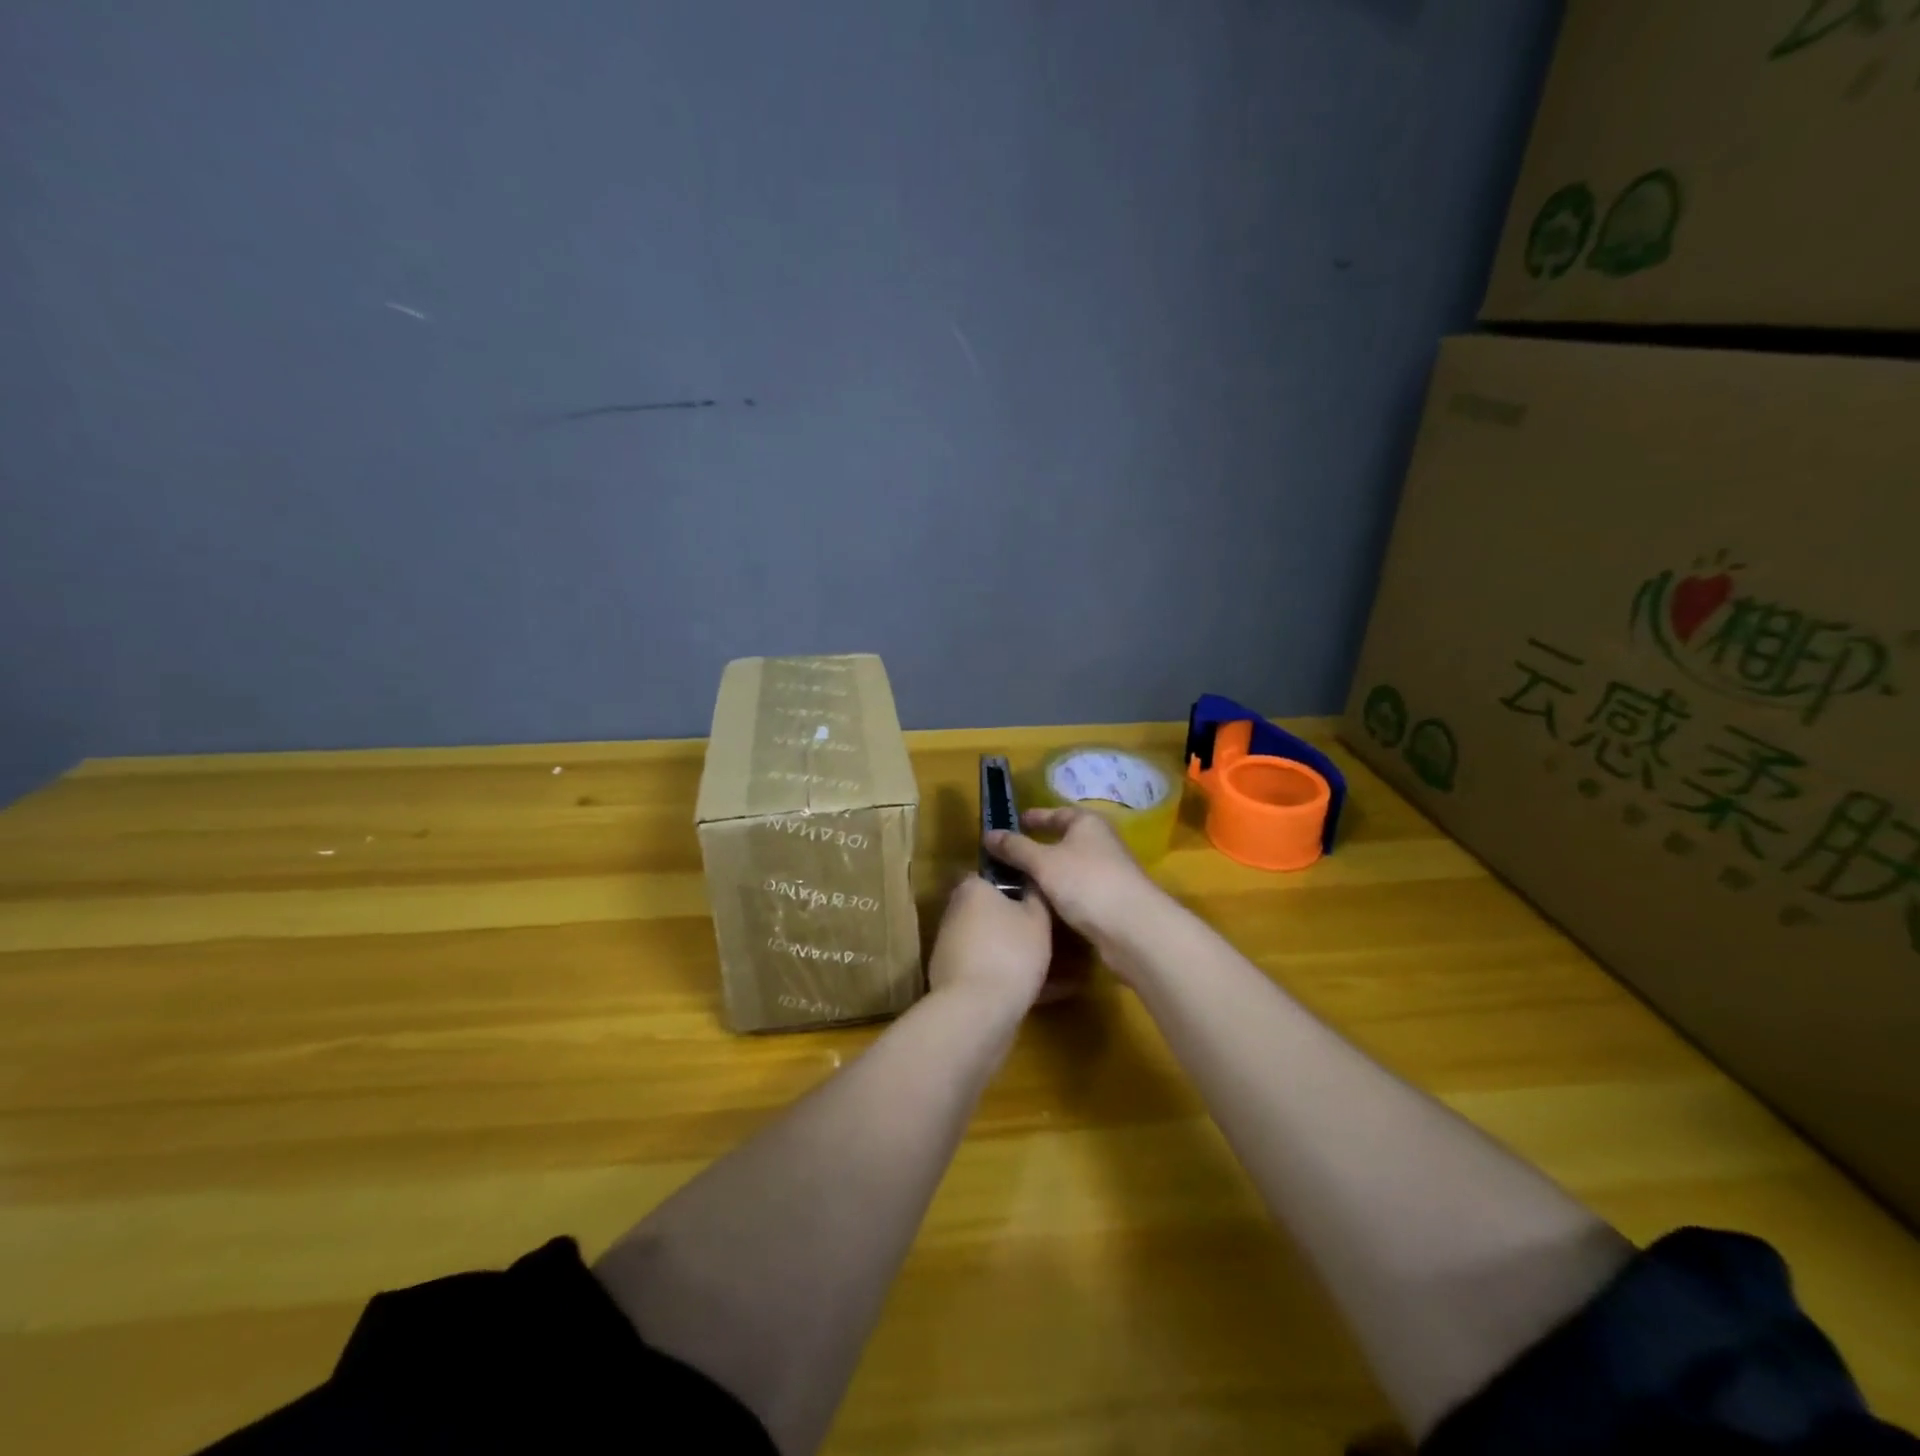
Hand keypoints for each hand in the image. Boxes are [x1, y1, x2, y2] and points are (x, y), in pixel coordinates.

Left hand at [927, 873, 1054, 1011]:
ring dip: (1012, 952)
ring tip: (1052, 970)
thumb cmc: (1011, 952)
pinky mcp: (949, 978)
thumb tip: (1030, 885)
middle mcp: (953, 912)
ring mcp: (948, 946)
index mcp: (971, 888)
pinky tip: (1037, 992)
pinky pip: (984, 969)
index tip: (1038, 899)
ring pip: (988, 942)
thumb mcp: (1037, 917)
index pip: (992, 876)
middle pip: (989, 911)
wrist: (976, 1010)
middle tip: (1047, 935)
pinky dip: (1005, 976)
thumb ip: (1034, 896)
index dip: (1016, 885)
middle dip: (1014, 922)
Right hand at [984, 807, 1167, 947]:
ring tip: (1015, 884)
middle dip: (1037, 848)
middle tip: (1007, 856)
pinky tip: (1038, 906)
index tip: (1013, 823)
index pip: (1057, 813)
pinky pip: (1075, 892)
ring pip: (1068, 869)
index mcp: (1088, 823)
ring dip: (1046, 875)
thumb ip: (1015, 848)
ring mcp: (1107, 873)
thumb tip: (989, 834)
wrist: (1132, 929)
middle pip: (1063, 841)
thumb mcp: (1043, 862)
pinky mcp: (1108, 902)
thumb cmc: (1086, 882)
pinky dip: (1057, 895)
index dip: (1034, 818)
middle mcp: (1100, 843)